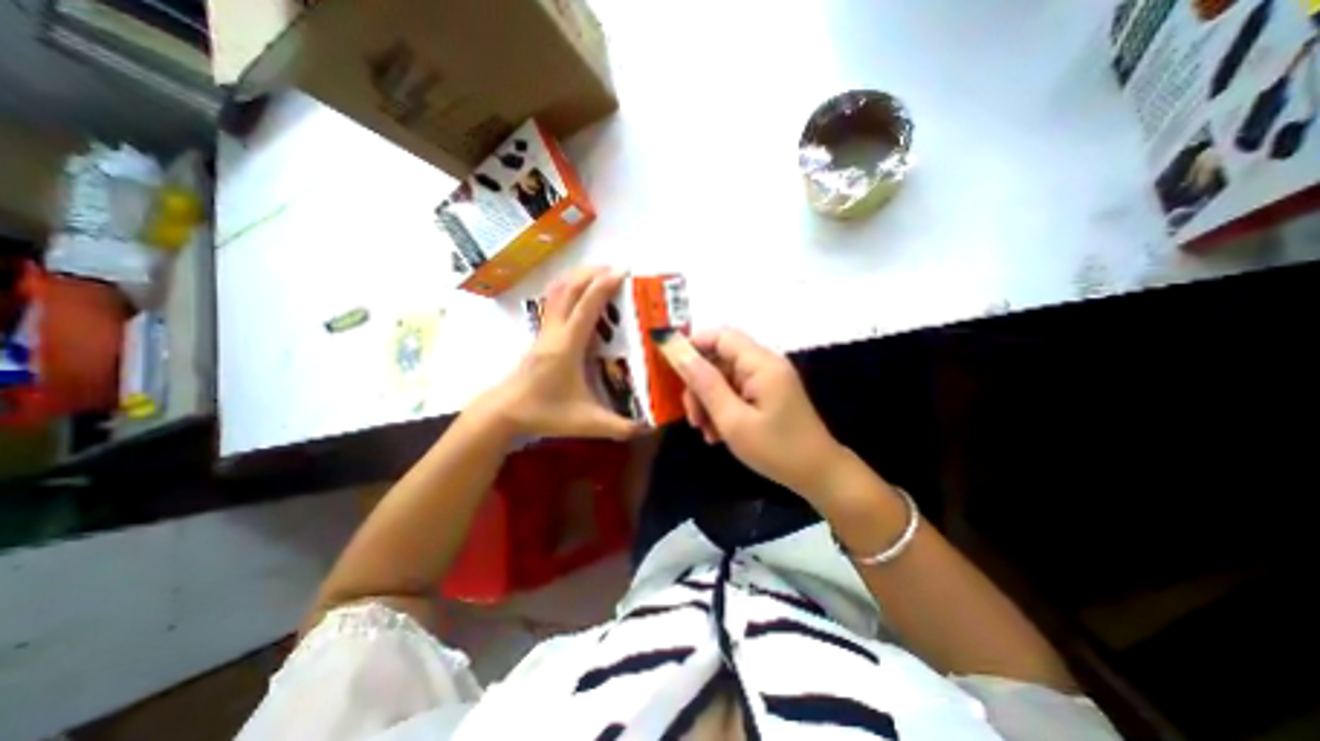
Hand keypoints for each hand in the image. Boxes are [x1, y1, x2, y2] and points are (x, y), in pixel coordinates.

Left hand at [473, 267, 642, 439]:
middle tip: (616, 270)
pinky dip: (567, 287)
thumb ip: (619, 427)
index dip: (604, 286)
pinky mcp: (540, 334)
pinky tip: (579, 293)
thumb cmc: (544, 413)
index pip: (586, 306)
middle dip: (593, 273)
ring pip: (557, 291)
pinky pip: (552, 300)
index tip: (623, 272)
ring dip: (578, 277)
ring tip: (600, 274)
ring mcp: (544, 330)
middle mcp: (555, 331)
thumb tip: (650, 428)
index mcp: (567, 346)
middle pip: (569, 289)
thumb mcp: (586, 423)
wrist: (504, 412)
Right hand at [671, 328, 843, 496]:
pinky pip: (735, 392)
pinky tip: (717, 434)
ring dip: (708, 401)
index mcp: (761, 363)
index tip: (669, 368)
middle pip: (719, 359)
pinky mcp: (767, 394)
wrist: (818, 475)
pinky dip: (722, 409)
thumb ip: (704, 383)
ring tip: (705, 431)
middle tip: (692, 417)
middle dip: (699, 385)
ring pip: (724, 378)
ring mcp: (767, 379)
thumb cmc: (776, 449)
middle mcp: (764, 364)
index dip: (692, 345)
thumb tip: (677, 352)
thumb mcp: (733, 419)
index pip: (720, 336)